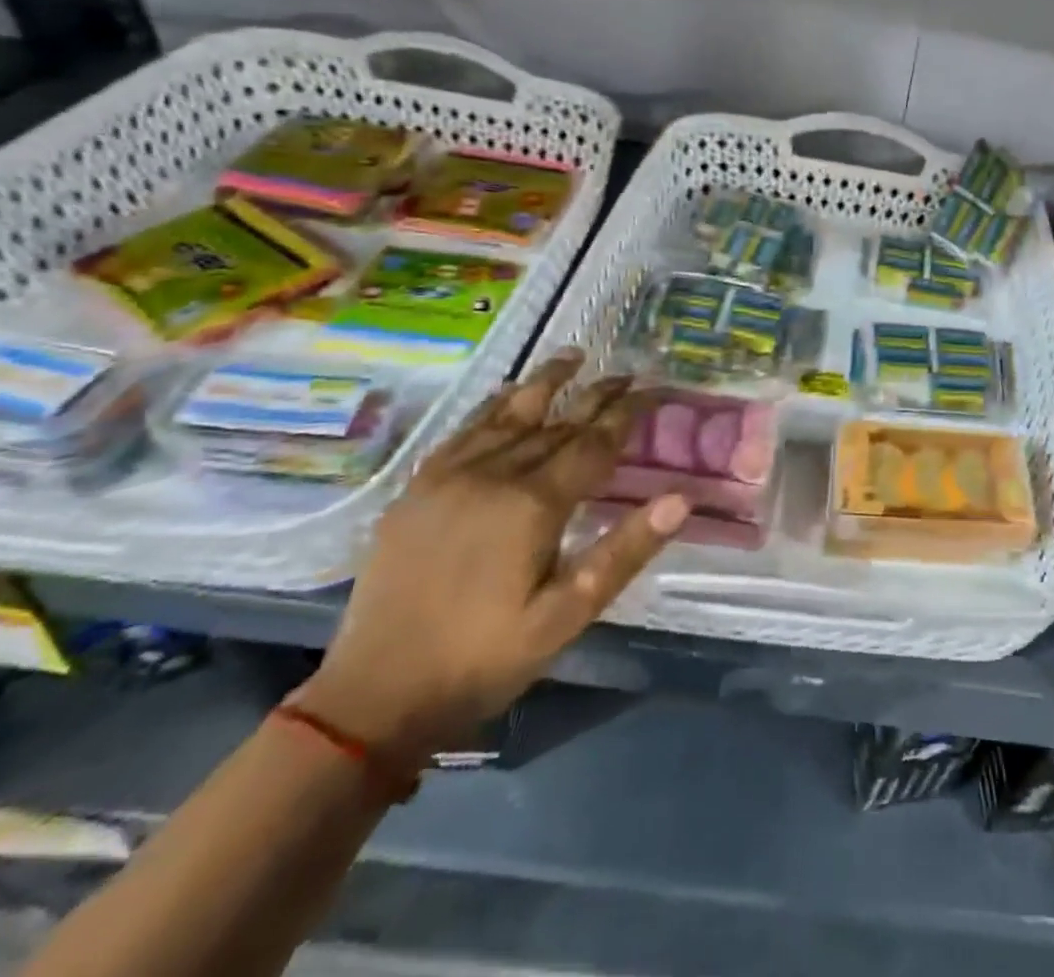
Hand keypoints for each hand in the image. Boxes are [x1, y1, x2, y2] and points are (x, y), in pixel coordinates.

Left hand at [296, 351, 686, 764]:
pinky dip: (493, 407)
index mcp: (533, 505)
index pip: (593, 444)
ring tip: (572, 355)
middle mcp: (492, 476)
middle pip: (556, 424)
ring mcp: (448, 478)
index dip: (625, 414)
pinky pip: (464, 432)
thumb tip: (680, 499)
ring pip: (508, 416)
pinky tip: (506, 396)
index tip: (652, 388)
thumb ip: (625, 552)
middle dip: (595, 396)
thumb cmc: (485, 659)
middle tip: (626, 372)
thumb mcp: (567, 615)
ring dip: (544, 384)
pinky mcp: (416, 490)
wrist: (373, 697)